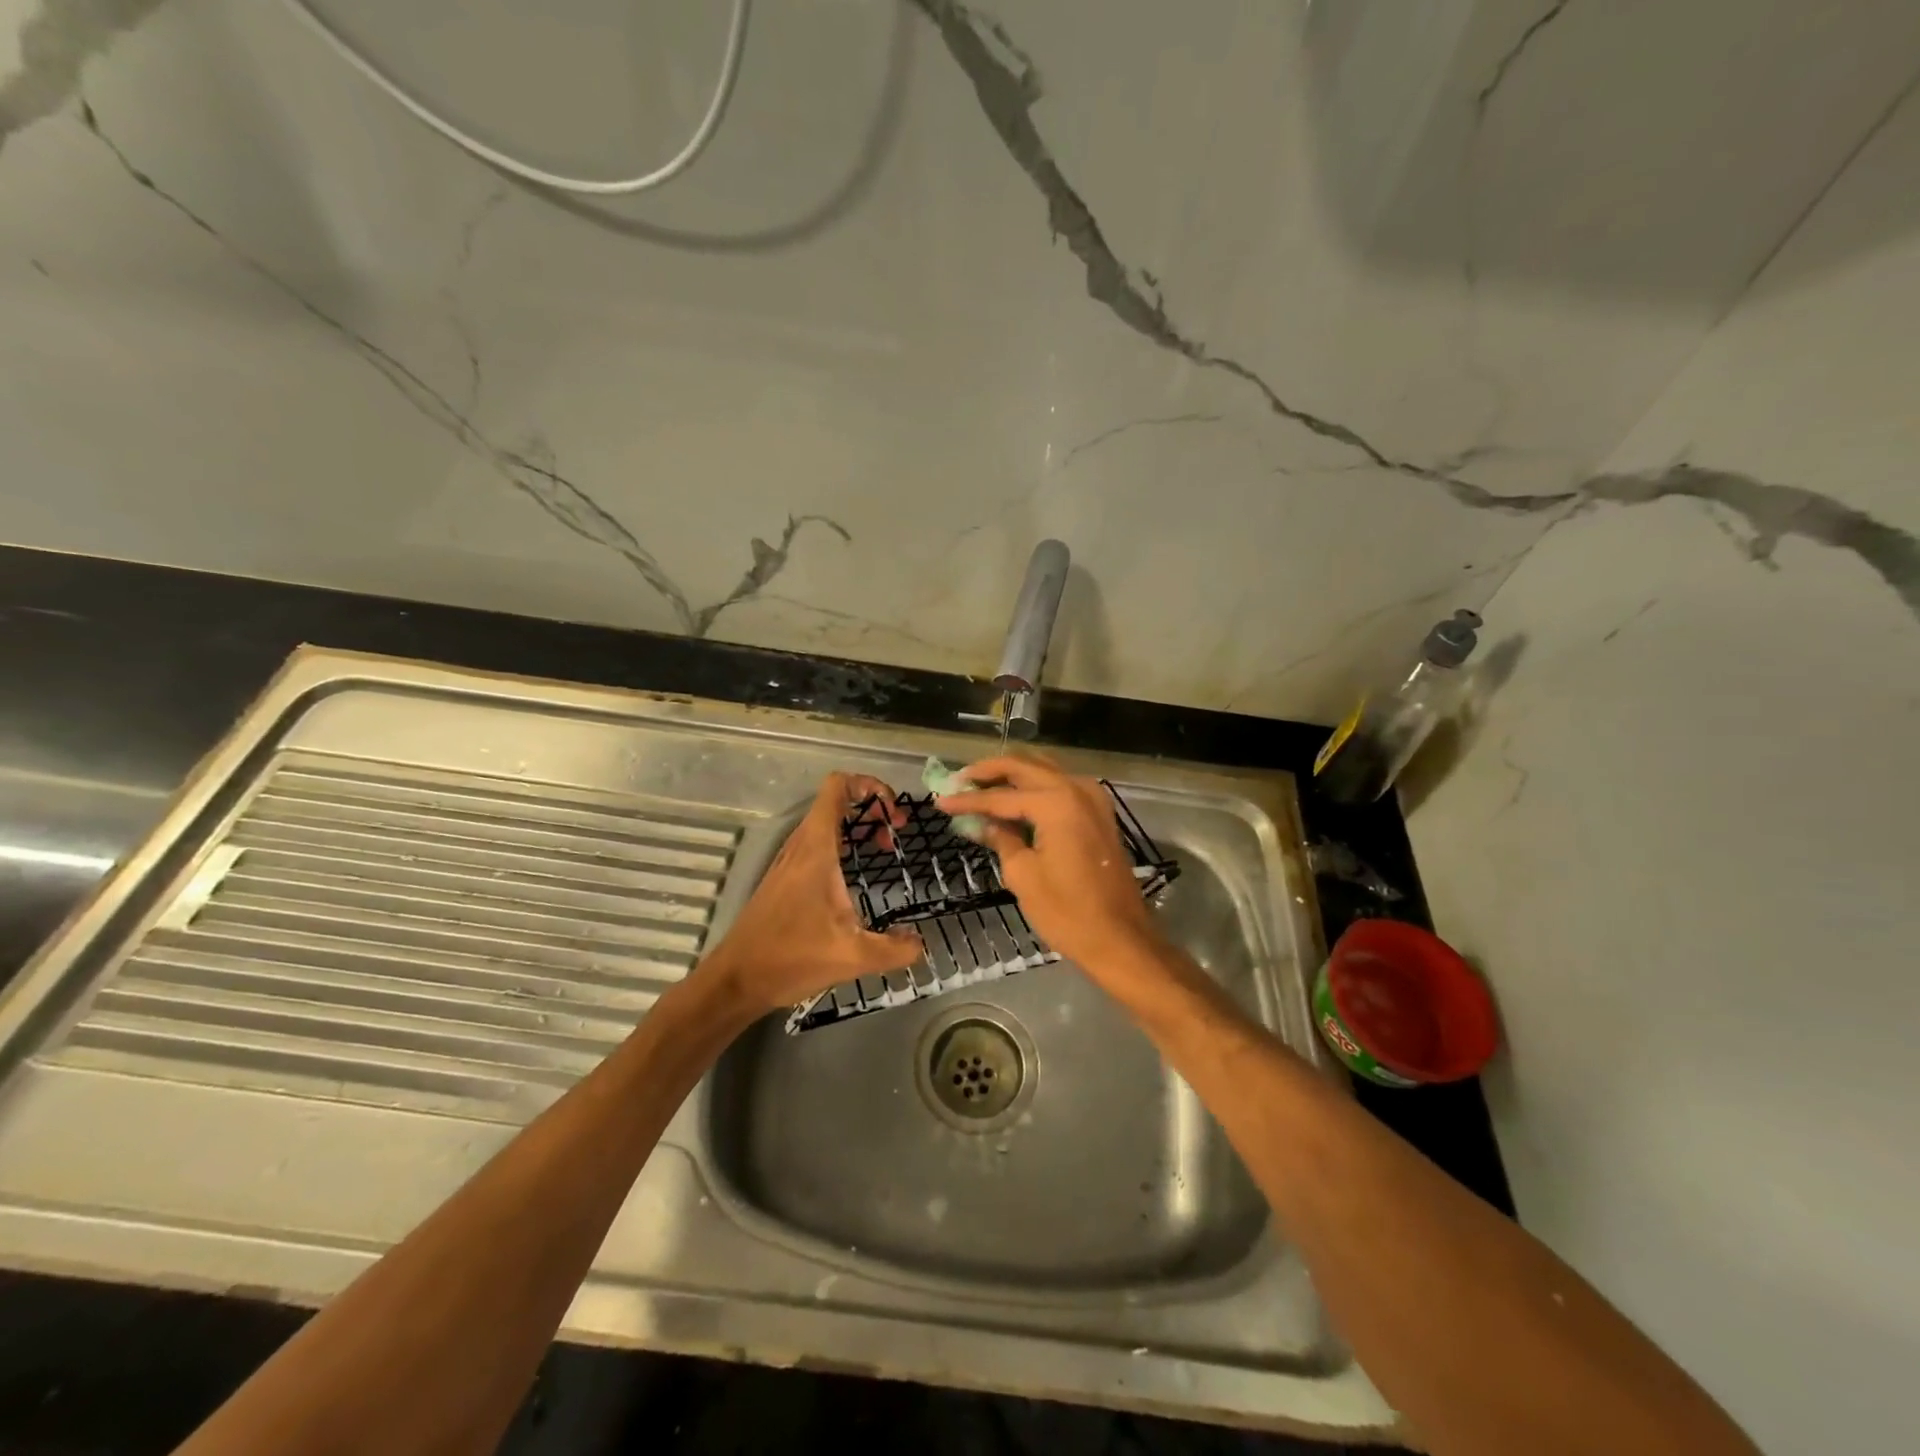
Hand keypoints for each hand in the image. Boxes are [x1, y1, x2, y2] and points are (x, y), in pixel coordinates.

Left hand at [702, 772, 922, 1016]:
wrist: (737, 979)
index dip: (869, 786)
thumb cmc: (792, 958)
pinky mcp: (785, 876)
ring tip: (885, 849)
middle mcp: (801, 845)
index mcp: (816, 848)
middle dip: (872, 808)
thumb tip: (921, 943)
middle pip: (837, 800)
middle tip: (896, 834)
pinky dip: (843, 843)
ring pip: (827, 822)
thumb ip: (895, 949)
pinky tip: (856, 874)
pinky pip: (818, 842)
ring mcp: (790, 860)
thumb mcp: (854, 957)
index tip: (893, 812)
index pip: (838, 786)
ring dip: (858, 826)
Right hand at [937, 756, 1162, 975]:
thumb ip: (1001, 839)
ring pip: (1044, 770)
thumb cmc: (1067, 912)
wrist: (1120, 938)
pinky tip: (1014, 800)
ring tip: (980, 786)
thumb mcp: (1023, 875)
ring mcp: (1092, 798)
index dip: (967, 799)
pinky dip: (1034, 787)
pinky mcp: (1099, 812)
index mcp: (1056, 802)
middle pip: (1024, 766)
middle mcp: (1076, 788)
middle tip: (958, 781)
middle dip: (988, 772)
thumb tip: (982, 824)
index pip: (1001, 796)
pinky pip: (1060, 786)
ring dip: (1012, 775)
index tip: (940, 800)